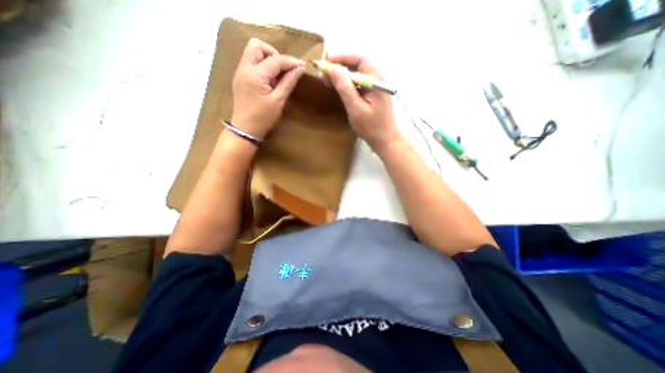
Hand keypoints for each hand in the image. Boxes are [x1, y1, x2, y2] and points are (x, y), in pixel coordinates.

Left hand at [232, 38, 305, 139]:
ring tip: (277, 76)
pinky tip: (270, 80)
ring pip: (252, 52)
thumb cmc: (263, 118)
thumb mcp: (278, 101)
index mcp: (255, 75)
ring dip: (267, 58)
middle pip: (257, 46)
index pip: (275, 59)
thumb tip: (300, 69)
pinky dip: (262, 66)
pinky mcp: (240, 78)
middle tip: (284, 69)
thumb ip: (288, 83)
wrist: (245, 130)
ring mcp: (240, 72)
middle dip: (274, 54)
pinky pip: (251, 62)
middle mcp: (244, 68)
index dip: (291, 61)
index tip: (303, 66)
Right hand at [326, 54, 399, 149]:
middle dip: (341, 66)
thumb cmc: (371, 127)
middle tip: (324, 72)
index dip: (342, 58)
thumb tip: (333, 69)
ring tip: (328, 79)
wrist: (385, 141)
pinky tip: (339, 88)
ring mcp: (375, 88)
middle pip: (358, 65)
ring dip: (343, 75)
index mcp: (377, 80)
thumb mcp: (356, 109)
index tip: (326, 62)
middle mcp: (377, 80)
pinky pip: (358, 84)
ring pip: (357, 74)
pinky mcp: (372, 95)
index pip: (360, 59)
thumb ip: (345, 89)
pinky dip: (347, 84)